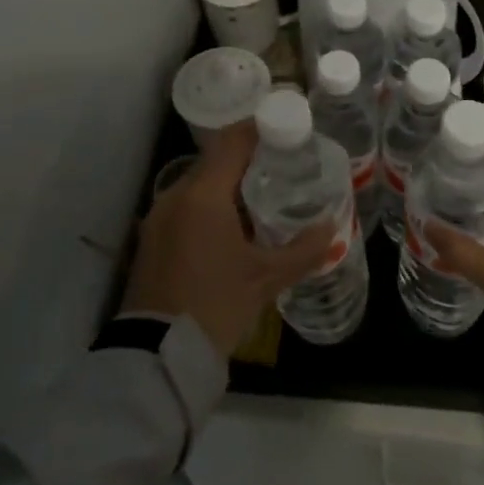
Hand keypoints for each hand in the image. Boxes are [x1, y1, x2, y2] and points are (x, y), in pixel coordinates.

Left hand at [122, 125, 335, 359]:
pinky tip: (231, 226)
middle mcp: (176, 194)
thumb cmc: (215, 305)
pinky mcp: (151, 238)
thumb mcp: (266, 279)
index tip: (286, 129)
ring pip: (199, 184)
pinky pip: (185, 205)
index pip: (233, 141)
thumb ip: (303, 250)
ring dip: (227, 184)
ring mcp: (159, 216)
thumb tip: (332, 228)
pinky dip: (209, 205)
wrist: (158, 355)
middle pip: (215, 160)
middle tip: (281, 165)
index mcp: (203, 194)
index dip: (259, 129)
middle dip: (247, 158)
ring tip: (261, 195)